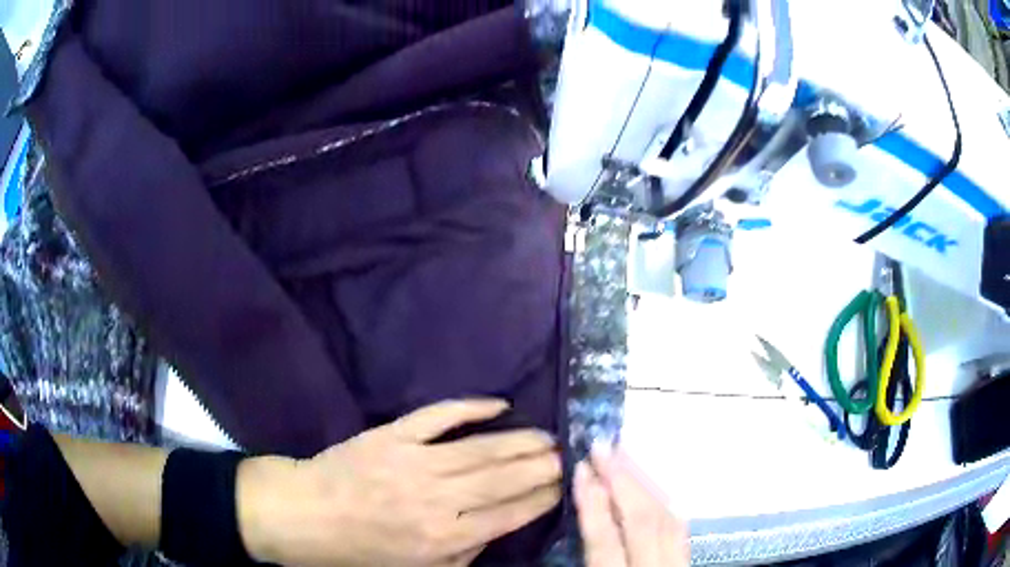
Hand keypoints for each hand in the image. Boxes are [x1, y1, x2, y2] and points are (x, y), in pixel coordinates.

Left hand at [238, 399, 561, 566]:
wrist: (308, 514)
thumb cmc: (363, 550)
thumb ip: (464, 553)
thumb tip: (499, 526)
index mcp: (442, 538)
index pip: (509, 515)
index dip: (542, 498)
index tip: (564, 486)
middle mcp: (436, 499)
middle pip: (503, 479)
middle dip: (542, 467)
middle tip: (567, 456)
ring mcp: (414, 462)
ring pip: (482, 448)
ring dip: (521, 441)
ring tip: (549, 436)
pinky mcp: (393, 435)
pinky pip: (439, 416)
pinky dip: (471, 407)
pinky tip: (500, 404)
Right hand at [575, 447, 688, 566]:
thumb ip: (591, 549)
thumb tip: (587, 503)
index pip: (604, 538)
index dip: (592, 504)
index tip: (581, 468)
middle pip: (642, 520)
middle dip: (622, 481)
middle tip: (602, 447)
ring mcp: (676, 564)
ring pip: (666, 518)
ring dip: (645, 485)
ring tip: (624, 457)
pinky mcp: (688, 560)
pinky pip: (680, 527)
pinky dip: (663, 503)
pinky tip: (650, 488)